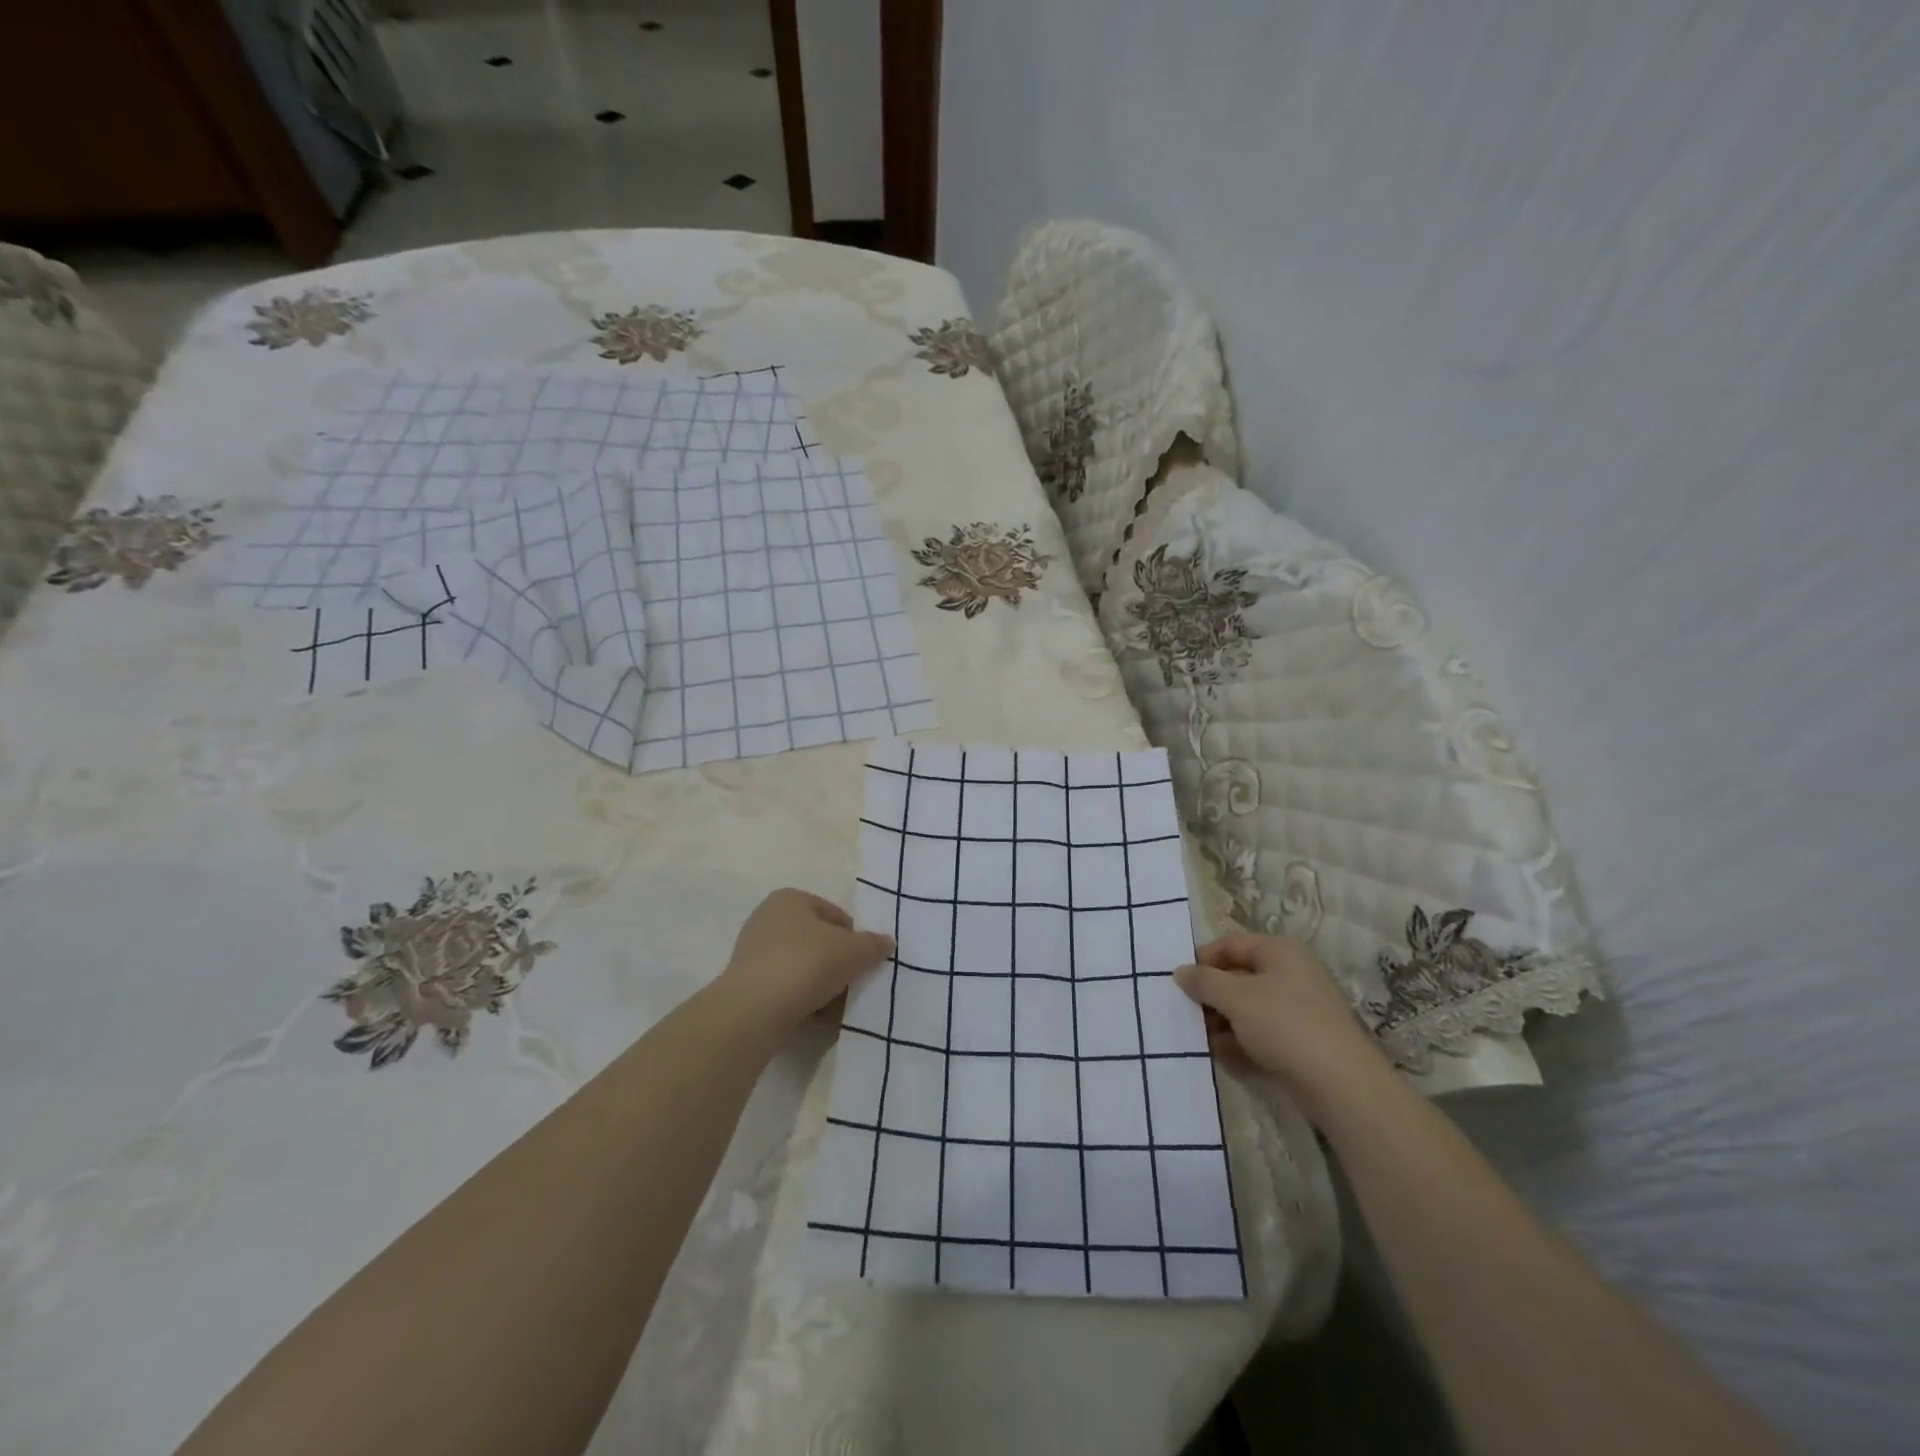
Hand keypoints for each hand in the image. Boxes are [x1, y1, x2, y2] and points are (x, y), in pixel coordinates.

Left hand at [717, 889, 893, 1033]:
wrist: (754, 1010)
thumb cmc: (806, 964)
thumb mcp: (853, 951)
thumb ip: (873, 944)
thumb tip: (887, 942)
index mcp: (790, 898)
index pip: (836, 915)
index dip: (854, 939)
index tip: (860, 963)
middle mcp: (767, 917)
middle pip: (817, 939)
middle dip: (835, 961)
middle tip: (848, 983)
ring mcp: (752, 951)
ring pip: (801, 964)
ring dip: (818, 981)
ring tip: (831, 1003)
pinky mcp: (746, 982)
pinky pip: (784, 985)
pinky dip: (799, 996)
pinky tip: (810, 1013)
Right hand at [1174, 933, 1393, 1121]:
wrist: (1341, 1085)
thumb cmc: (1285, 1025)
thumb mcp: (1235, 997)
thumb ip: (1203, 981)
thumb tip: (1180, 972)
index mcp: (1280, 952)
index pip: (1231, 944)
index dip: (1202, 959)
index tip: (1178, 982)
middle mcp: (1291, 973)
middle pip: (1239, 976)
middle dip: (1211, 995)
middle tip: (1185, 1012)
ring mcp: (1299, 1009)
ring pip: (1248, 1007)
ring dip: (1222, 1020)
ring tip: (1200, 1037)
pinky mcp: (1302, 1041)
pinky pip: (1261, 1032)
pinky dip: (1240, 1040)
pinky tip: (1222, 1054)